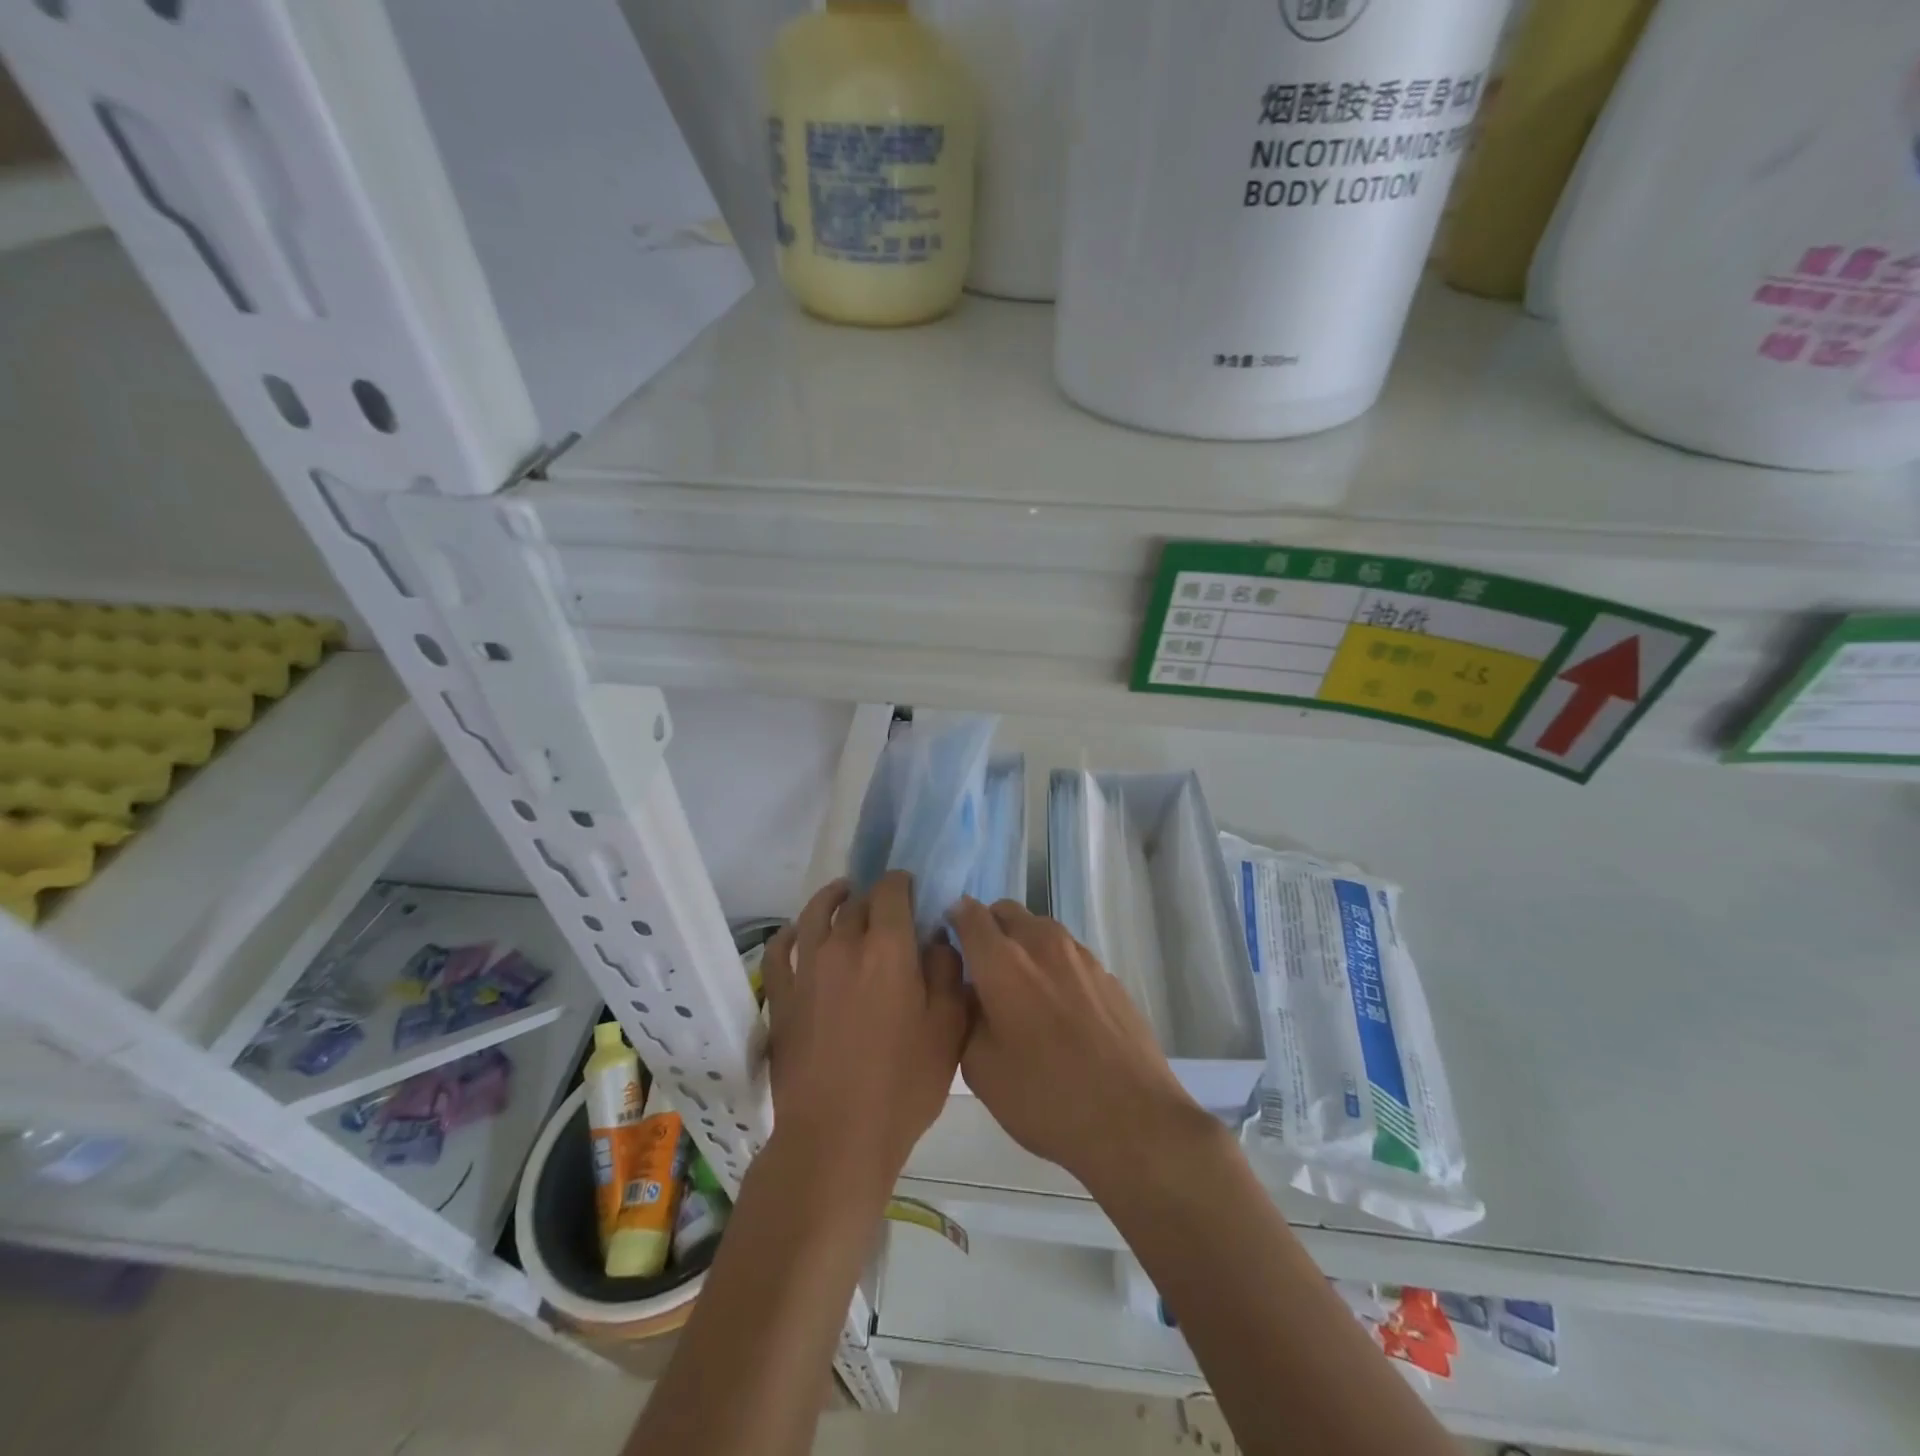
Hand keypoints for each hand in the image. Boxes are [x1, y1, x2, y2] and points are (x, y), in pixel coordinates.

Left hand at [761, 872, 968, 1186]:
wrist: (836, 1137)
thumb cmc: (903, 1085)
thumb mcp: (947, 1029)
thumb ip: (947, 973)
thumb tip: (937, 939)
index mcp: (888, 948)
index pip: (892, 891)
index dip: (903, 883)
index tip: (913, 890)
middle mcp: (842, 945)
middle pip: (857, 901)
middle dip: (874, 896)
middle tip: (888, 908)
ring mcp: (805, 969)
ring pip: (814, 915)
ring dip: (831, 898)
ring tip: (842, 895)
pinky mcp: (780, 996)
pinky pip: (780, 950)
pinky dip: (790, 933)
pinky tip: (798, 932)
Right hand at [951, 897, 1213, 1195]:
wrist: (1131, 1118)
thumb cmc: (1044, 1097)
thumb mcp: (980, 1067)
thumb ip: (964, 1015)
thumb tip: (968, 988)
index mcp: (1002, 961)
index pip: (969, 912)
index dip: (953, 919)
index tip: (947, 942)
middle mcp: (1041, 943)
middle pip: (1006, 911)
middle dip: (988, 928)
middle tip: (982, 969)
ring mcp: (1080, 955)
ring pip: (1039, 929)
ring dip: (1022, 944)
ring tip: (1021, 991)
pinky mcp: (1108, 974)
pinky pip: (1068, 954)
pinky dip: (1053, 965)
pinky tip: (1059, 1010)